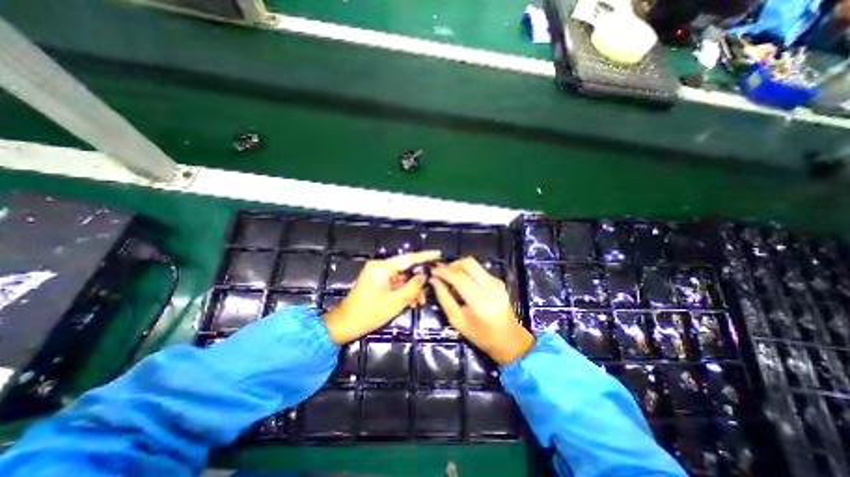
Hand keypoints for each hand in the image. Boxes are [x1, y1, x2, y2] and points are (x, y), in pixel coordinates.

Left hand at [322, 250, 441, 342]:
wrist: (346, 324)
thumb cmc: (369, 313)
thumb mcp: (395, 302)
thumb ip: (412, 287)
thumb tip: (424, 276)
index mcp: (382, 267)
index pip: (408, 258)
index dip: (425, 256)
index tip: (438, 254)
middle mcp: (380, 267)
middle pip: (406, 269)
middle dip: (417, 281)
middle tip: (428, 291)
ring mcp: (378, 274)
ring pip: (402, 278)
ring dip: (411, 289)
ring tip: (418, 303)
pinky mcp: (377, 282)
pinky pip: (395, 283)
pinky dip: (403, 291)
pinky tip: (410, 302)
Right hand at [432, 257, 528, 365]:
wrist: (509, 339)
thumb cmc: (482, 336)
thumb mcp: (457, 321)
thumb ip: (444, 298)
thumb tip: (434, 280)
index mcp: (482, 302)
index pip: (460, 277)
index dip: (444, 272)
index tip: (432, 272)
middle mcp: (492, 287)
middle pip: (468, 263)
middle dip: (452, 265)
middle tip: (442, 275)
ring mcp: (497, 282)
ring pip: (473, 264)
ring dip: (458, 268)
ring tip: (451, 282)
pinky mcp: (498, 280)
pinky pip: (478, 269)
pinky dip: (466, 272)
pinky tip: (462, 285)